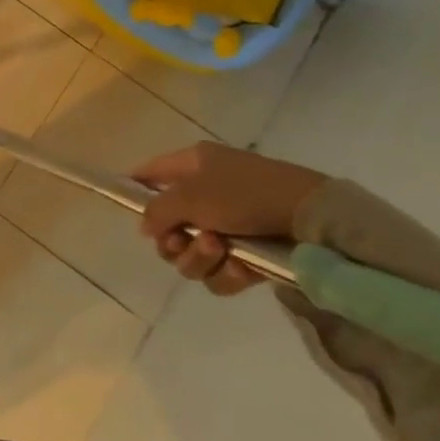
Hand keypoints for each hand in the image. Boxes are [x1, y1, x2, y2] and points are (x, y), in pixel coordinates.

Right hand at [129, 142, 326, 296]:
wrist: (311, 218)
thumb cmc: (244, 194)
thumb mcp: (190, 196)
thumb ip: (156, 212)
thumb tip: (145, 228)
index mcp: (191, 166)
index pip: (149, 174)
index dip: (134, 190)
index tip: (128, 212)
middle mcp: (206, 194)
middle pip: (167, 228)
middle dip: (173, 242)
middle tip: (184, 242)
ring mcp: (228, 225)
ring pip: (191, 255)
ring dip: (199, 258)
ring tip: (220, 250)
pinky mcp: (249, 254)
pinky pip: (219, 273)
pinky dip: (226, 274)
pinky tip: (241, 266)